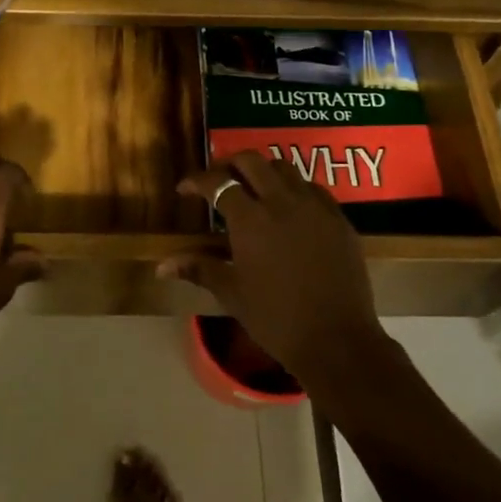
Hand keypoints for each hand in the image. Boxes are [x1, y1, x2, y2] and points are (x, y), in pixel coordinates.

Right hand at [164, 150, 382, 384]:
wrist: (337, 340)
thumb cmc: (276, 319)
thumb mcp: (232, 293)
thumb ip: (198, 268)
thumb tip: (161, 265)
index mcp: (251, 220)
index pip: (217, 183)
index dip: (196, 181)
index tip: (184, 190)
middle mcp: (282, 202)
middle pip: (251, 161)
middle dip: (229, 164)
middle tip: (218, 181)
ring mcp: (315, 207)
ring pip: (284, 168)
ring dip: (263, 171)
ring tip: (253, 190)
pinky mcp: (338, 218)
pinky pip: (312, 188)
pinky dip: (294, 189)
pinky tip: (289, 209)